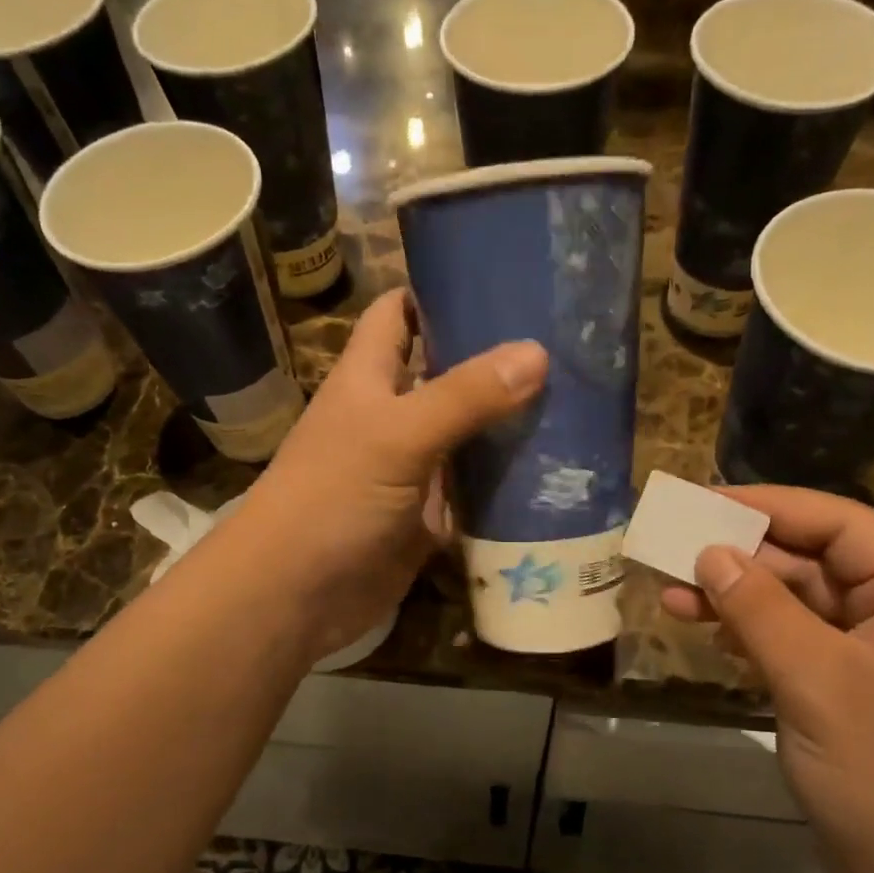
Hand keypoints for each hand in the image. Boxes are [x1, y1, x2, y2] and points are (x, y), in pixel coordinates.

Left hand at [234, 289, 547, 664]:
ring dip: (508, 424)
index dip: (437, 291)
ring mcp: (411, 469)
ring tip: (578, 402)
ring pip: (466, 435)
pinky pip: (472, 491)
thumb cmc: (332, 497)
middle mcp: (391, 417)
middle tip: (566, 344)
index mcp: (369, 378)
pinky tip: (557, 473)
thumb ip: (464, 396)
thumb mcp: (397, 436)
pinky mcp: (426, 516)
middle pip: (445, 374)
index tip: (500, 277)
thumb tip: (538, 351)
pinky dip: (505, 483)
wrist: (295, 595)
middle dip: (494, 360)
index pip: (398, 314)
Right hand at [661, 486, 873, 872]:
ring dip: (739, 599)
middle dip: (743, 558)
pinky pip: (799, 644)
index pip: (841, 524)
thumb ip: (760, 608)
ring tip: (673, 597)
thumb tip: (709, 551)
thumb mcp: (817, 682)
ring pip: (800, 605)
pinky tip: (711, 636)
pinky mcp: (855, 693)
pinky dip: (754, 637)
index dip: (769, 507)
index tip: (702, 501)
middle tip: (673, 552)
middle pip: (816, 562)